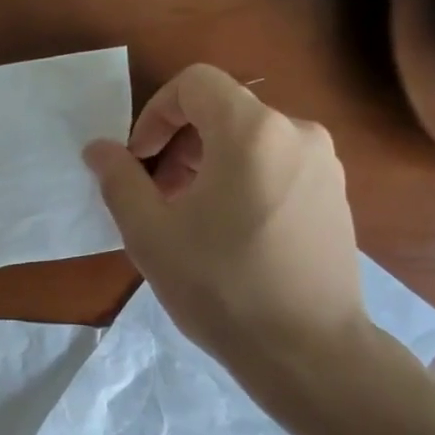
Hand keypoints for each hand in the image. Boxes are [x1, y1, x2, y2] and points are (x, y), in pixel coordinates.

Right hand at [84, 64, 368, 403]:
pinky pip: (278, 165)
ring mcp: (325, 165)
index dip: (155, 113)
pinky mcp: (336, 196)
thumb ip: (119, 180)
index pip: (195, 84)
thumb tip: (99, 149)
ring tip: (190, 218)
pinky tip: (231, 233)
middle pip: (223, 112)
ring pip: (251, 140)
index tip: (139, 160)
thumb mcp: (150, 233)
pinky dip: (243, 180)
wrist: (307, 350)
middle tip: (157, 196)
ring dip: (209, 164)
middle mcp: (297, 133)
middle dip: (179, 144)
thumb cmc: (220, 286)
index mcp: (252, 131)